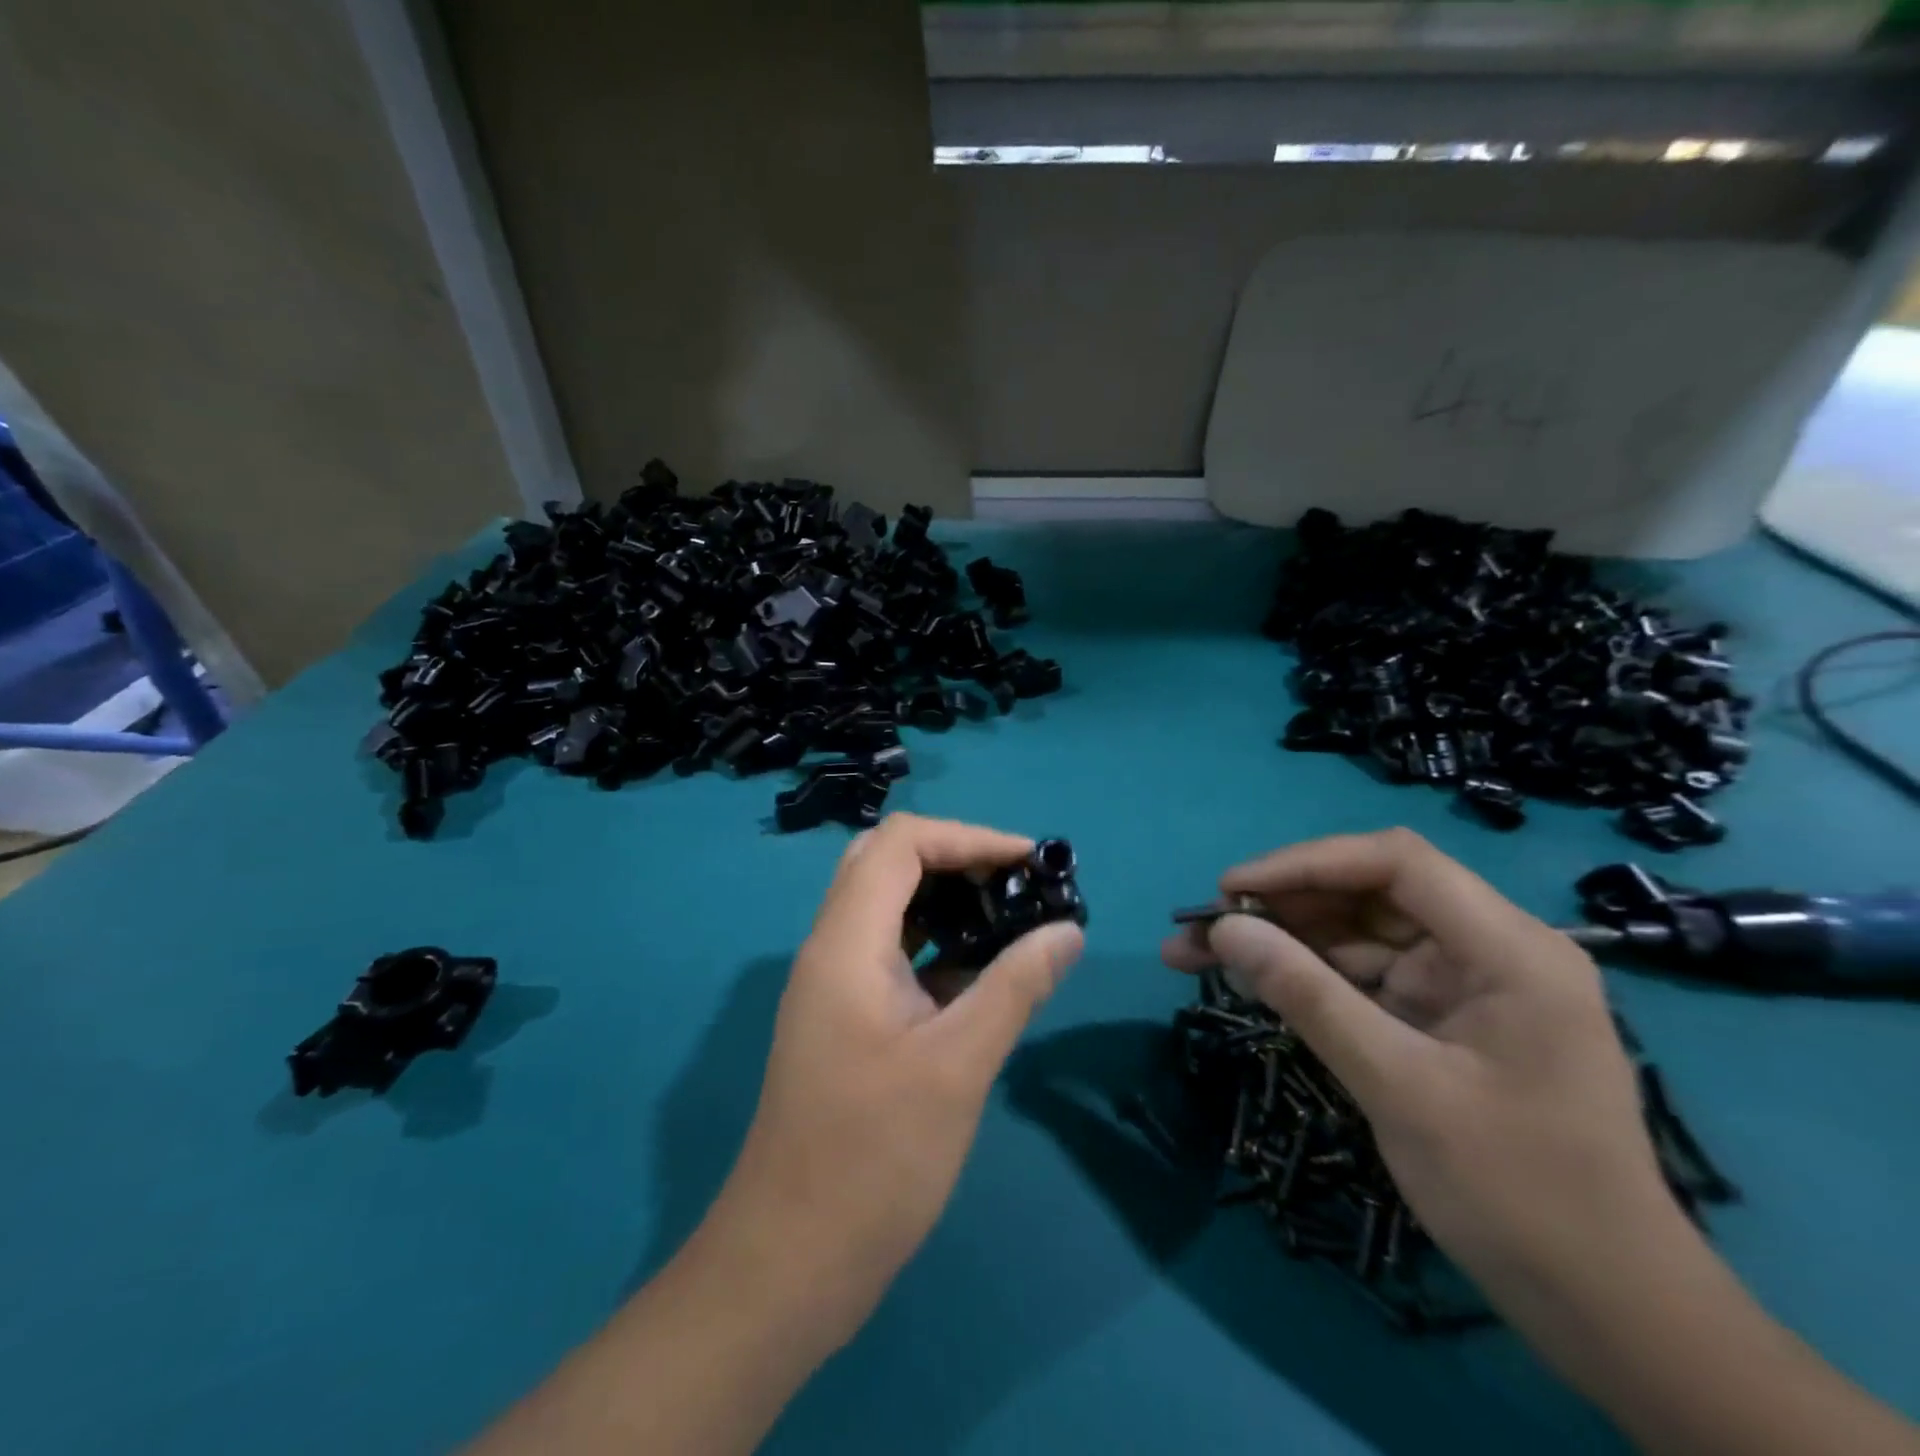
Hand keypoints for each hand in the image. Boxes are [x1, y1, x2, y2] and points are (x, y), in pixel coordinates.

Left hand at [713, 813, 1085, 1347]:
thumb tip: (1069, 930)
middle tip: (1017, 883)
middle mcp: (831, 948)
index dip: (967, 837)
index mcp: (846, 943)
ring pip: (887, 907)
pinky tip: (982, 971)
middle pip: (887, 862)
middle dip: (955, 858)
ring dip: (946, 899)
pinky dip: (936, 944)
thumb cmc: (873, 1160)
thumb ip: (1016, 986)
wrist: (790, 1261)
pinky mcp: (845, 1018)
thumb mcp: (958, 1066)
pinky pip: (891, 953)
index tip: (1030, 861)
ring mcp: (834, 985)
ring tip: (1010, 916)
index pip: (900, 843)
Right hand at [1161, 828, 1678, 1312]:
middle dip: (1280, 905)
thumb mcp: (1399, 1088)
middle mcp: (1489, 949)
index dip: (1305, 864)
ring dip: (1281, 939)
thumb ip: (1308, 997)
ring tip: (1199, 953)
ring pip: (1356, 932)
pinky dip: (1306, 976)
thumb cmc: (1518, 1194)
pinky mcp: (1441, 1018)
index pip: (1395, 864)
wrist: (1608, 1314)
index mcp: (1509, 949)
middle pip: (1368, 893)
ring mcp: (1464, 985)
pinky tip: (1252, 981)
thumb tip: (1223, 930)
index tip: (1231, 890)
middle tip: (1199, 927)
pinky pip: (1362, 976)